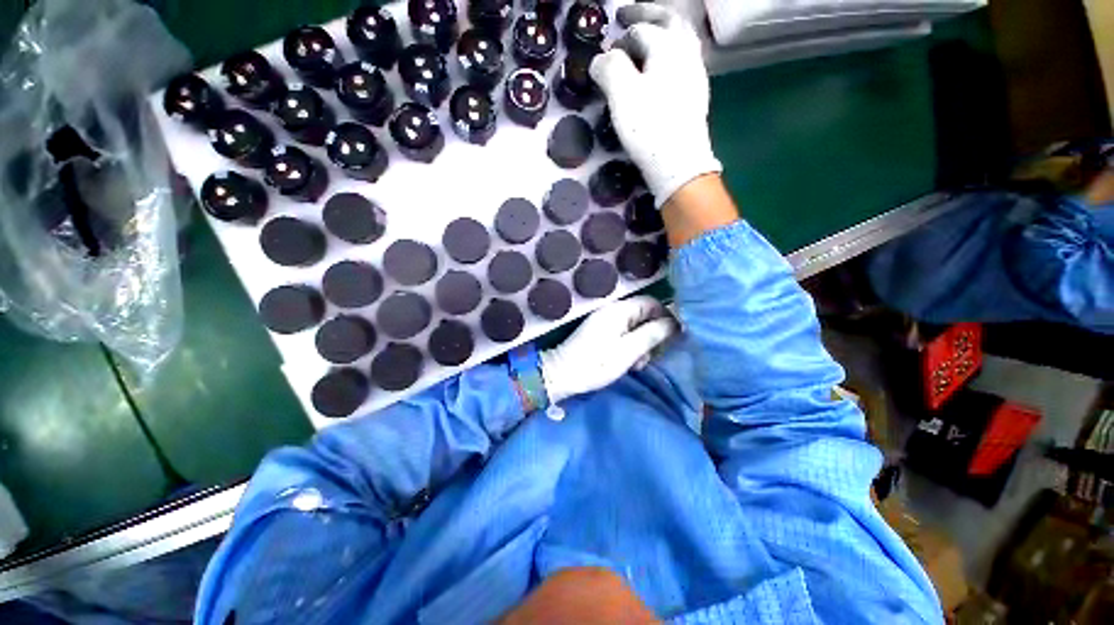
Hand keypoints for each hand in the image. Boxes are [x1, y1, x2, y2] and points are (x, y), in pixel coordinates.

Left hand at [540, 296, 678, 404]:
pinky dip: (630, 348)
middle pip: (644, 316)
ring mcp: (605, 322)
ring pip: (635, 328)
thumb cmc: (596, 363)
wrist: (562, 375)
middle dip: (652, 336)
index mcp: (619, 310)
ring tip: (638, 364)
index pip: (651, 303)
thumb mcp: (629, 350)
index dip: (666, 317)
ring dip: (641, 345)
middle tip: (651, 356)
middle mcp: (612, 311)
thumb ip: (653, 334)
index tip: (674, 337)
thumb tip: (675, 323)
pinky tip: (629, 364)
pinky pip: (623, 335)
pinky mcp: (601, 334)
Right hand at [590, 1, 720, 206]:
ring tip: (646, 40)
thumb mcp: (622, 95)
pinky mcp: (696, 96)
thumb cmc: (649, 128)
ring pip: (681, 40)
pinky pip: (684, 61)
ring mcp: (695, 74)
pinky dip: (669, 55)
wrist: (679, 164)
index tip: (603, 57)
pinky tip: (661, 70)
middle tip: (626, 16)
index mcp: (667, 46)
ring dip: (662, 32)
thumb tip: (600, 60)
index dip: (618, 41)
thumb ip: (609, 68)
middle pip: (669, 21)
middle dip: (646, 14)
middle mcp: (686, 53)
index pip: (639, 31)